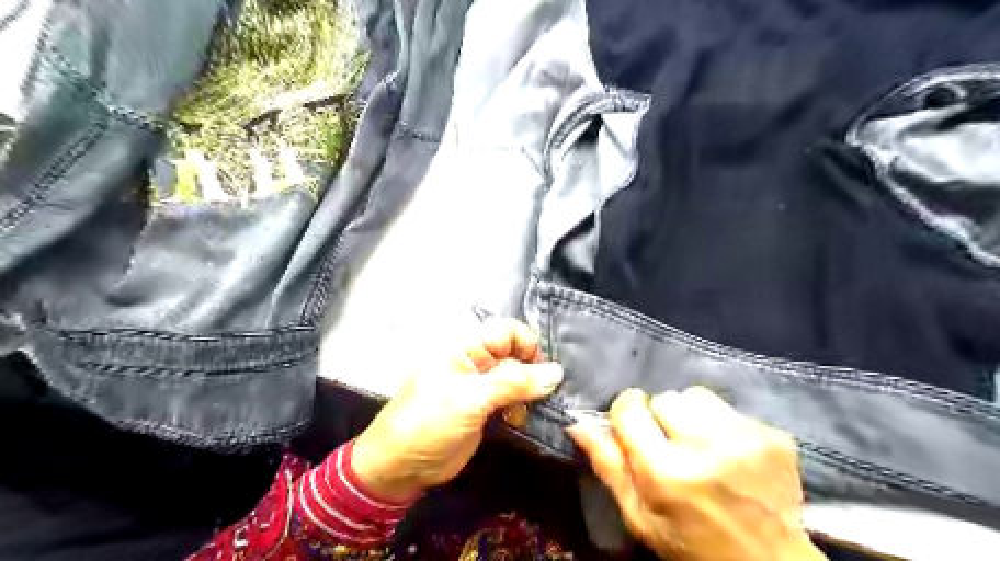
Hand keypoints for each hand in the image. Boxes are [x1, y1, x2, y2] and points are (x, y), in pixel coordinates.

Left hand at [351, 318, 560, 501]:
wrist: (401, 467)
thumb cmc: (429, 422)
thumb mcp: (470, 399)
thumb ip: (513, 383)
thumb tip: (557, 372)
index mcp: (466, 348)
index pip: (508, 331)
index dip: (528, 346)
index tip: (543, 372)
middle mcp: (477, 362)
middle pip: (516, 355)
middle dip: (533, 373)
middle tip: (543, 398)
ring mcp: (482, 387)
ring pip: (518, 379)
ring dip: (530, 394)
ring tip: (530, 412)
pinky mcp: (486, 410)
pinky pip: (513, 400)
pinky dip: (523, 408)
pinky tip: (522, 420)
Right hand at [571, 388, 828, 559]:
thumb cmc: (691, 544)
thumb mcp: (639, 517)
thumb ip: (608, 467)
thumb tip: (576, 424)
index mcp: (666, 472)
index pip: (629, 408)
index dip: (626, 413)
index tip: (632, 426)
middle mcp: (706, 447)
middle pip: (664, 398)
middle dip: (660, 416)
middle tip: (669, 445)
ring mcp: (745, 438)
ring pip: (696, 395)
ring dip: (690, 415)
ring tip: (699, 444)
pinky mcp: (773, 435)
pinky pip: (729, 408)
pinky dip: (721, 423)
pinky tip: (728, 451)